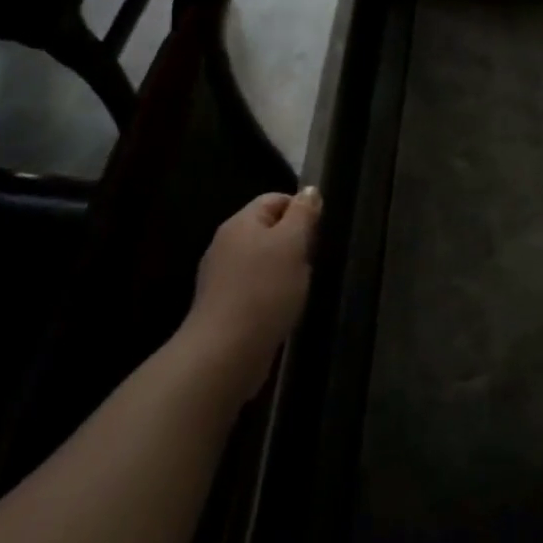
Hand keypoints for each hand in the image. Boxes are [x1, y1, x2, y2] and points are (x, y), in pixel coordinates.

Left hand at [183, 188, 320, 397]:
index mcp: (240, 223)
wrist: (226, 351)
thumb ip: (303, 214)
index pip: (275, 199)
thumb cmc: (264, 289)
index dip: (301, 209)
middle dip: (296, 242)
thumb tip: (309, 190)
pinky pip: (256, 286)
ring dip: (286, 269)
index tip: (320, 232)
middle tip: (314, 260)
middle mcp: (226, 244)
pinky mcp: (224, 305)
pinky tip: (284, 307)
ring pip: (264, 260)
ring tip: (302, 286)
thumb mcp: (293, 243)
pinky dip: (274, 292)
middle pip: (269, 230)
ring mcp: (222, 276)